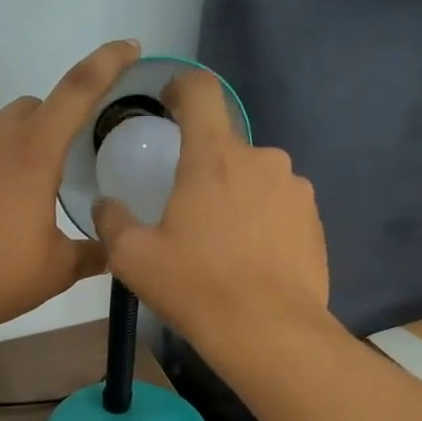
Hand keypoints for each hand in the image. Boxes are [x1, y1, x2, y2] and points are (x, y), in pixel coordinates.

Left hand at [0, 40, 140, 333]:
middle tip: (65, 164)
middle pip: (34, 107)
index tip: (128, 47)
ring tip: (25, 195)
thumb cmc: (0, 274)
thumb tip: (113, 251)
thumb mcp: (58, 268)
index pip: (78, 90)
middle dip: (56, 122)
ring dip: (20, 147)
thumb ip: (91, 253)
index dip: (107, 62)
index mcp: (33, 151)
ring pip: (0, 129)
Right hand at [92, 67, 328, 347]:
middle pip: (225, 147)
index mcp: (213, 157)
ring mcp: (295, 190)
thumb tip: (107, 204)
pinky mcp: (314, 221)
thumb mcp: (133, 259)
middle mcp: (262, 160)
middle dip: (205, 169)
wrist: (269, 332)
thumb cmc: (196, 287)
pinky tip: (251, 261)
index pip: (201, 91)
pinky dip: (262, 223)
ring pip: (255, 180)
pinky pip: (279, 208)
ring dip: (236, 198)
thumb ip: (113, 222)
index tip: (170, 103)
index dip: (182, 87)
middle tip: (188, 214)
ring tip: (222, 246)